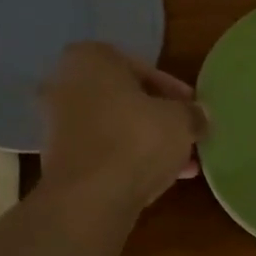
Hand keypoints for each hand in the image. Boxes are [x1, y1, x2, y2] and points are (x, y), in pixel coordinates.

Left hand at [40, 43, 207, 210]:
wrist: (90, 197)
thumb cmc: (136, 139)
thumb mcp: (181, 120)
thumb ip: (192, 113)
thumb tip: (198, 116)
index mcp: (91, 59)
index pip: (142, 68)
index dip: (174, 92)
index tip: (192, 110)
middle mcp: (65, 84)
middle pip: (125, 99)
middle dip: (158, 119)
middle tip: (186, 135)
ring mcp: (57, 124)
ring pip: (115, 128)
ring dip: (147, 142)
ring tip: (182, 163)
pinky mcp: (59, 159)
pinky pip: (103, 152)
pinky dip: (128, 161)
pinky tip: (159, 178)